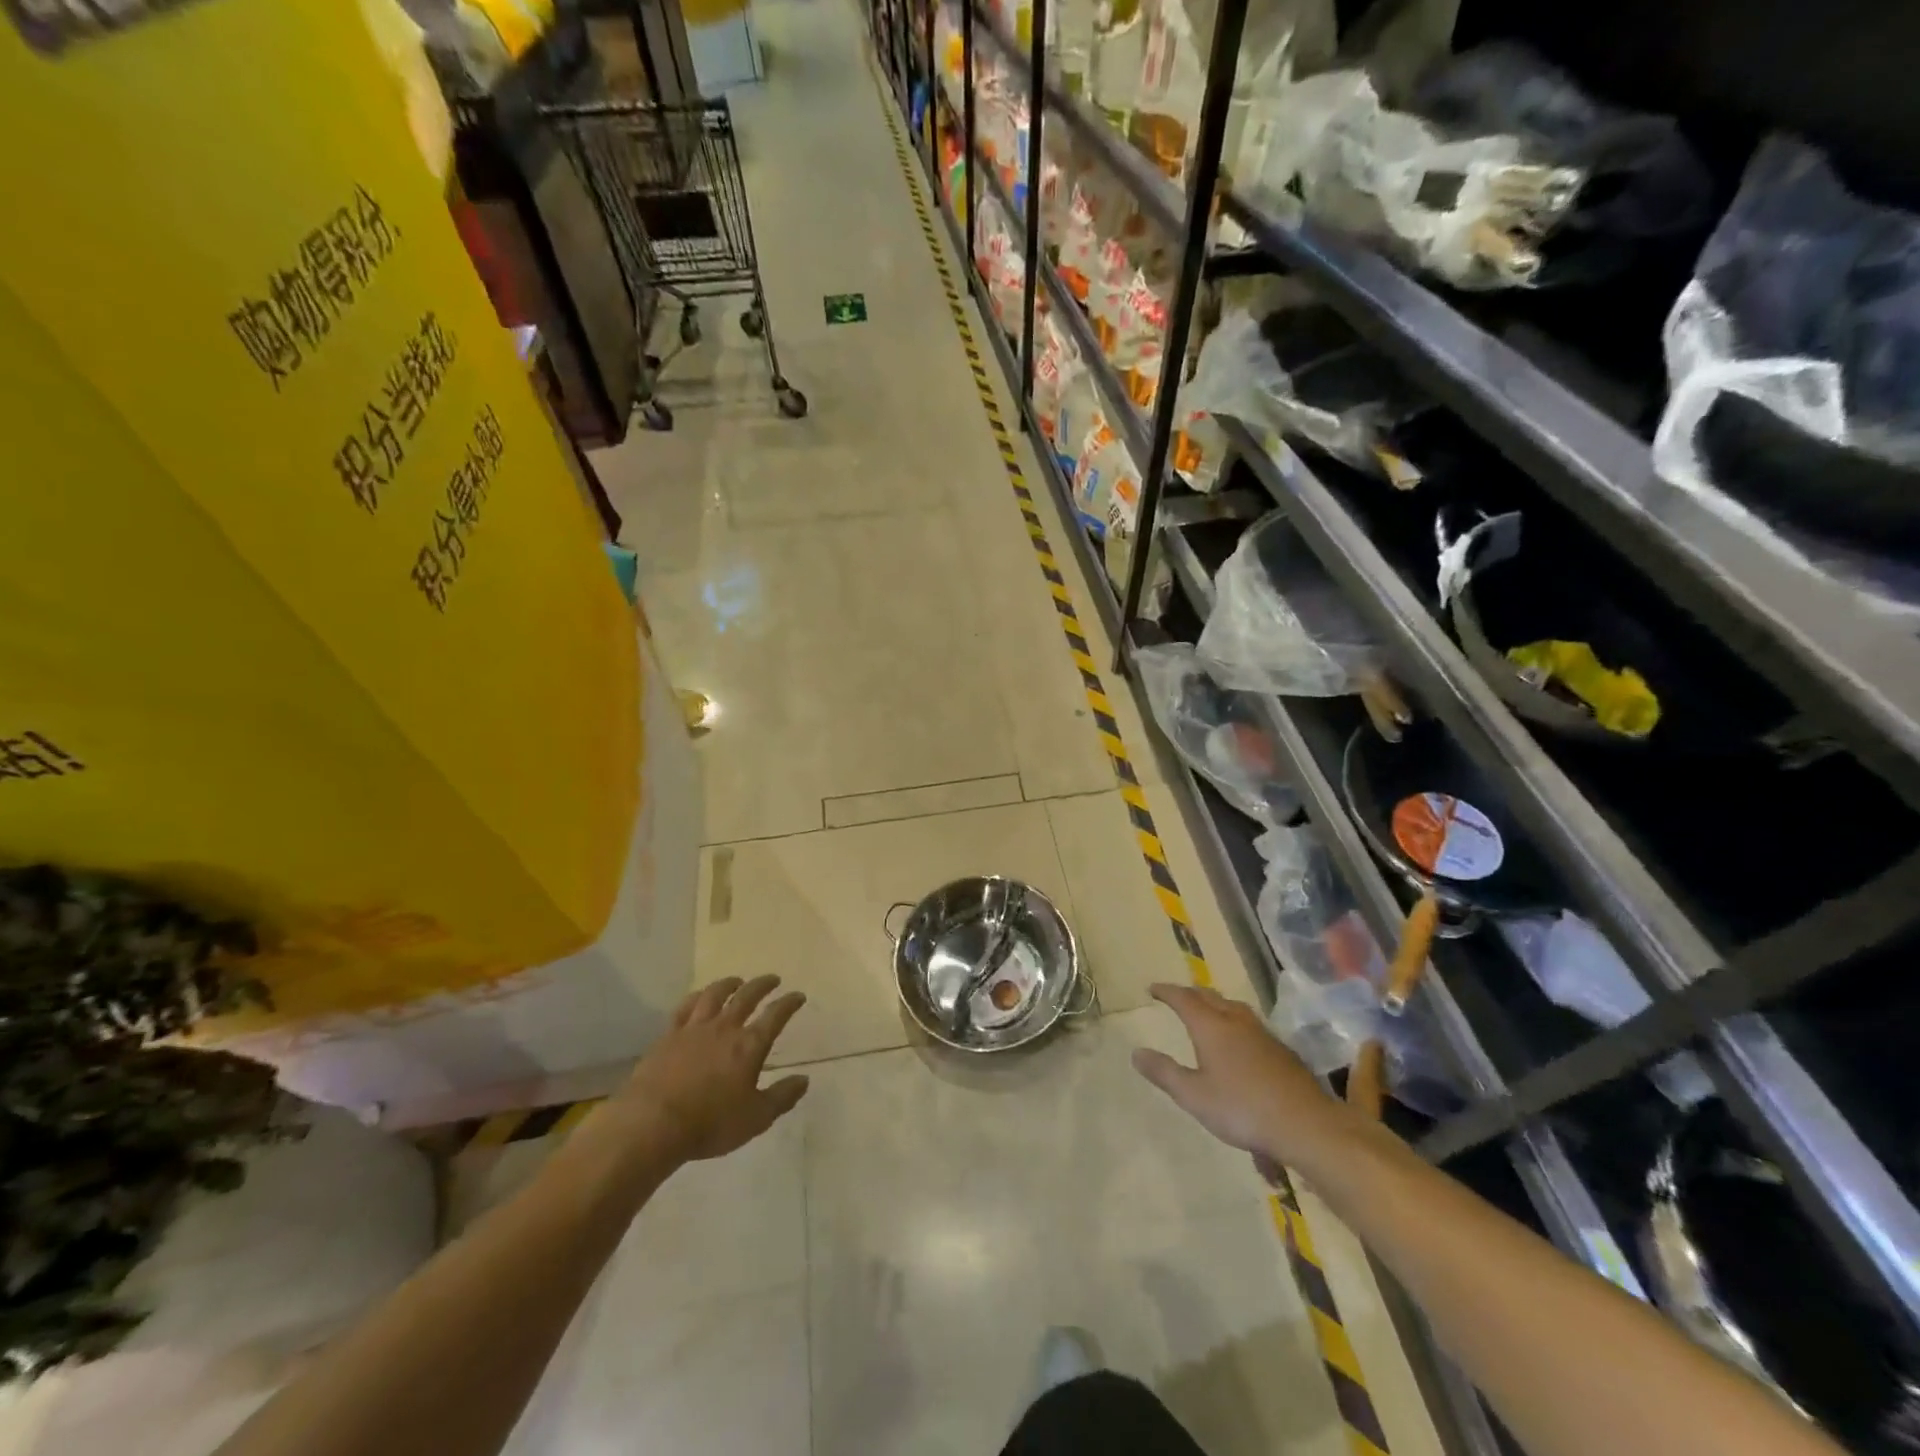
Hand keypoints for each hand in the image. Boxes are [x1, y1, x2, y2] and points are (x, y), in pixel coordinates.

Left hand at [617, 976, 810, 1161]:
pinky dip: (696, 997)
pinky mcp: (668, 1036)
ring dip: (729, 984)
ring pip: (715, 995)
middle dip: (762, 985)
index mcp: (749, 1046)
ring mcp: (694, 1029)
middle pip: (747, 997)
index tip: (798, 996)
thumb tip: (804, 1079)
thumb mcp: (756, 1118)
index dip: (789, 1003)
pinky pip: (685, 1007)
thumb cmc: (710, 1123)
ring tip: (737, 981)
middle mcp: (724, 1028)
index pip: (775, 1016)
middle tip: (772, 979)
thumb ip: (782, 1097)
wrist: (652, 1123)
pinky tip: (699, 997)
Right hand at [1132, 983, 1355, 1167]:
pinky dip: (1234, 1020)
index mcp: (1211, 1026)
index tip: (1152, 989)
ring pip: (1233, 1007)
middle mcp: (1235, 1021)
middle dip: (1190, 993)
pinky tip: (1239, 1039)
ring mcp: (1262, 1034)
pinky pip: (1250, 1023)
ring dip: (1215, 1003)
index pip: (1183, 999)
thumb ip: (1164, 1072)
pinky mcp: (1281, 1050)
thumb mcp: (1194, 1096)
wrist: (1305, 1124)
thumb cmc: (1242, 1108)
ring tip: (1208, 1010)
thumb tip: (1136, 1052)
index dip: (1166, 991)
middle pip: (1210, 997)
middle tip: (1177, 996)